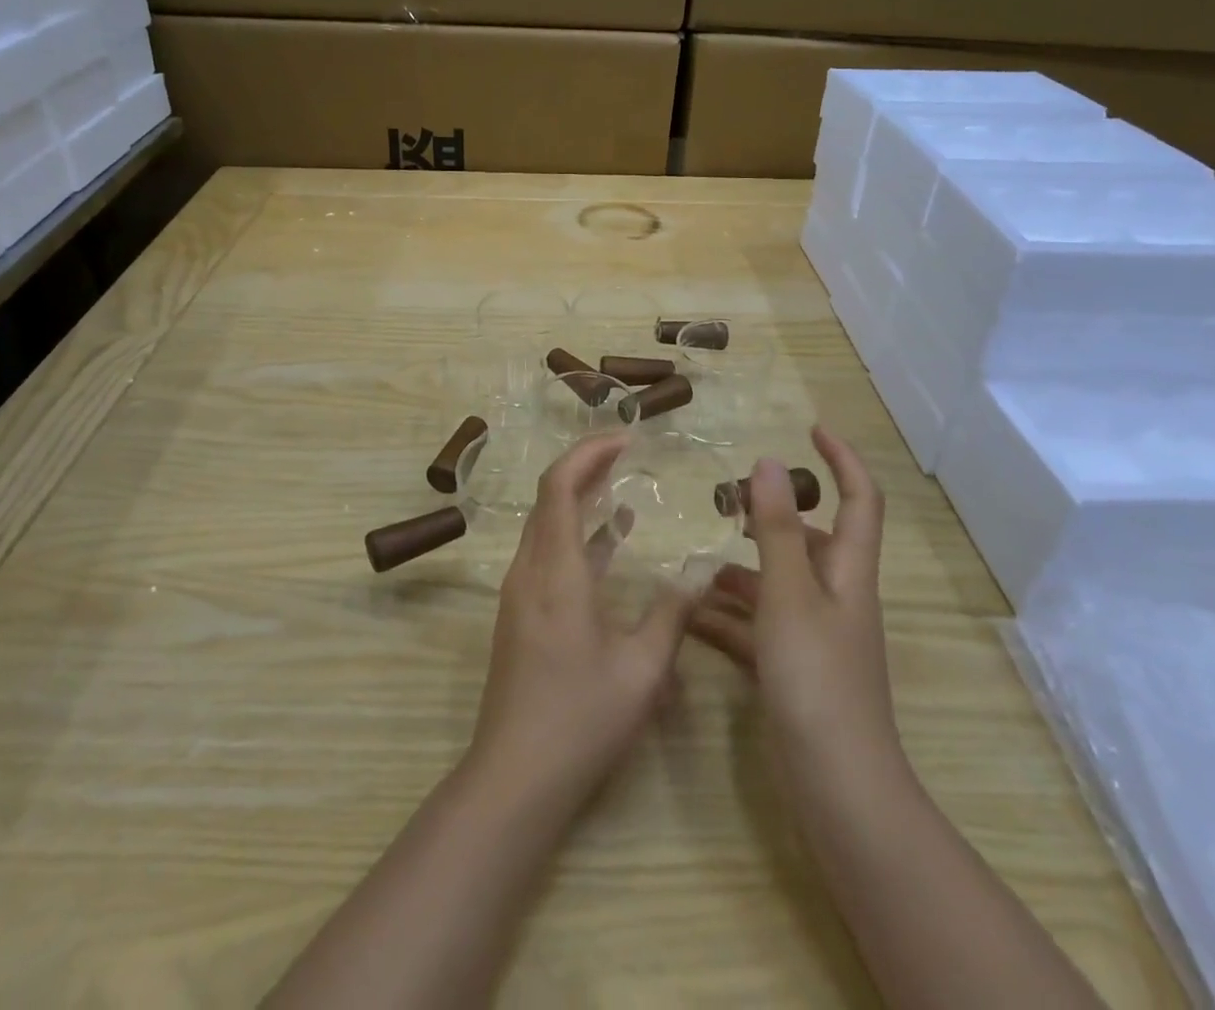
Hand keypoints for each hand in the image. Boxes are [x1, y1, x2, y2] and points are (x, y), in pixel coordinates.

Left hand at [466, 432, 699, 810]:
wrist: (514, 777)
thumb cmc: (581, 720)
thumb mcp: (642, 670)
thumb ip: (671, 613)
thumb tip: (700, 571)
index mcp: (556, 572)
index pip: (559, 486)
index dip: (589, 453)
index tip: (626, 438)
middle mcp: (530, 570)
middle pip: (549, 498)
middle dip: (586, 466)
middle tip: (628, 451)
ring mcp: (520, 593)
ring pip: (546, 525)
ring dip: (581, 498)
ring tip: (623, 484)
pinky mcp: (520, 613)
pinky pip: (547, 553)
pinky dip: (577, 534)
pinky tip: (610, 541)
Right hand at [688, 427, 904, 778]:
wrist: (838, 788)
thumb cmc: (817, 679)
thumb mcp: (789, 595)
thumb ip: (776, 529)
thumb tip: (770, 461)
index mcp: (847, 572)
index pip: (860, 499)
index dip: (842, 459)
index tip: (812, 428)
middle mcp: (837, 598)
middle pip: (812, 541)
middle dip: (771, 517)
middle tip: (725, 502)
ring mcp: (816, 636)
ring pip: (778, 585)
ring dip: (741, 569)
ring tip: (695, 560)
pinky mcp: (795, 669)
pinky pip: (759, 627)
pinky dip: (730, 617)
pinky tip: (690, 616)